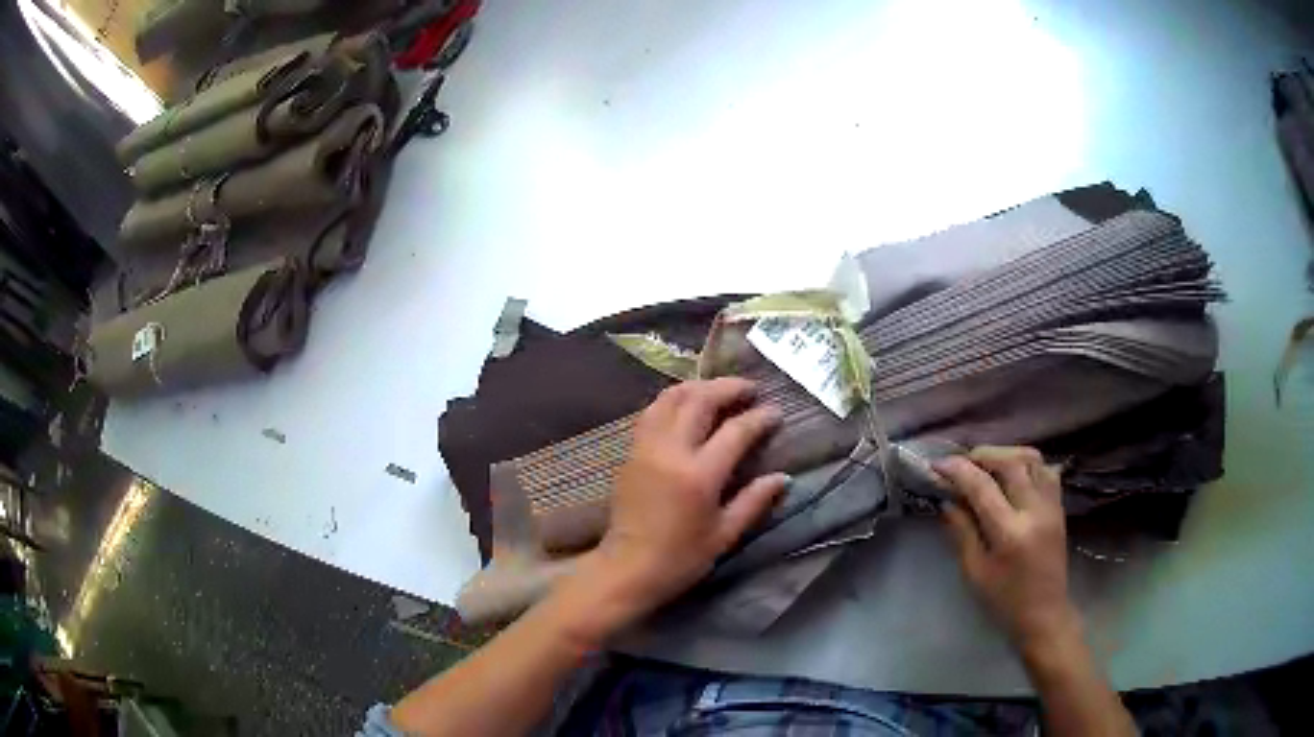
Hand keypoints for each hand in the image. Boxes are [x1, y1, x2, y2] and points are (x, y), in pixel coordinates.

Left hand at [588, 378, 787, 620]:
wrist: (627, 569)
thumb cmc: (680, 558)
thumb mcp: (724, 535)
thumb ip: (754, 501)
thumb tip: (783, 477)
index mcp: (698, 475)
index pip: (735, 431)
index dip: (759, 418)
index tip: (776, 412)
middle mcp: (670, 451)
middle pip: (700, 400)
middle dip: (728, 388)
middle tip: (751, 388)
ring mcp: (646, 447)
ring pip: (670, 397)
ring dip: (698, 386)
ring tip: (720, 390)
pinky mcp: (631, 451)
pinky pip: (653, 411)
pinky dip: (674, 399)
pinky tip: (688, 405)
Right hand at [935, 446, 1078, 649]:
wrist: (1045, 614)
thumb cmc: (1004, 601)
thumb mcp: (974, 572)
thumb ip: (961, 532)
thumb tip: (946, 500)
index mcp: (1009, 533)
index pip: (982, 487)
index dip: (957, 470)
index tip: (937, 465)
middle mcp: (1034, 511)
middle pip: (1011, 462)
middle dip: (982, 455)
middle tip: (961, 463)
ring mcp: (1051, 505)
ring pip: (1032, 458)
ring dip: (1006, 454)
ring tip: (986, 465)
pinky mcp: (1059, 506)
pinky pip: (1045, 469)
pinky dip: (1026, 463)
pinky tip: (1012, 475)